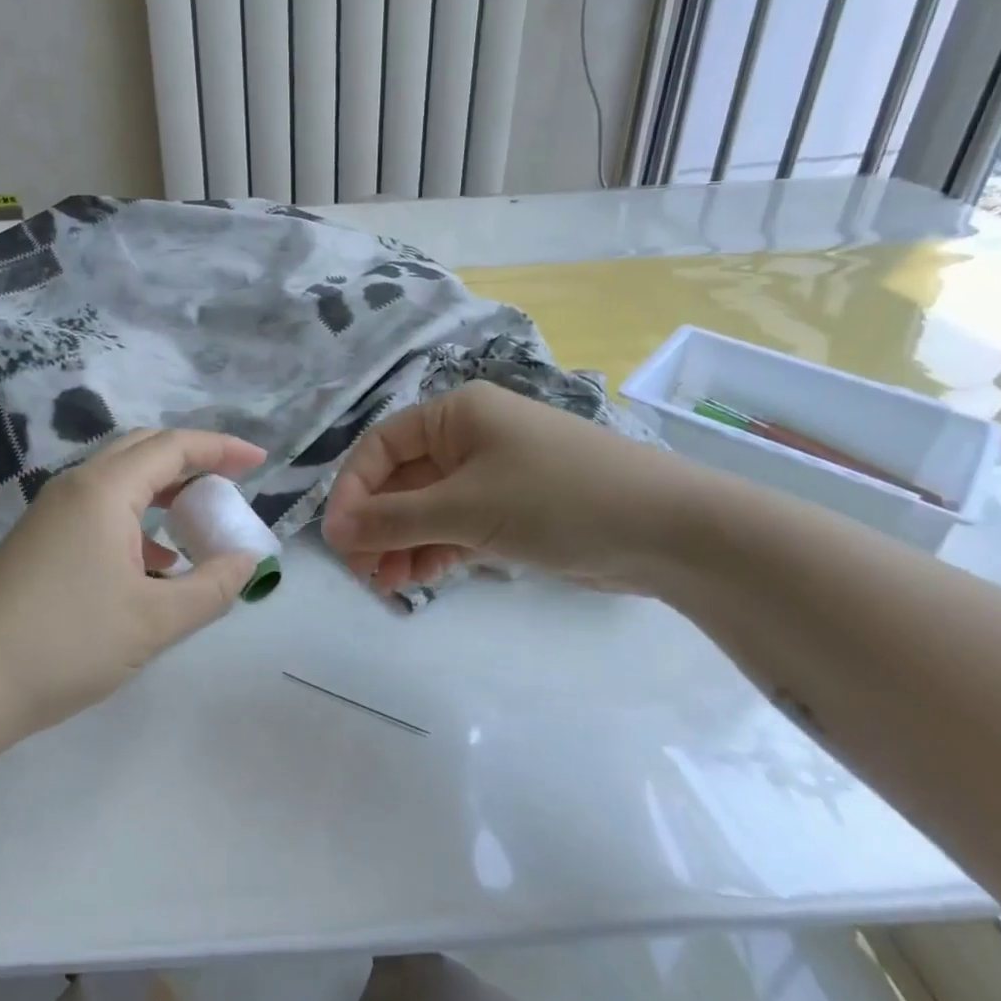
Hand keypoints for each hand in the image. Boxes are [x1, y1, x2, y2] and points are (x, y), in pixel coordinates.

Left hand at [0, 428, 266, 742]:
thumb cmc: (65, 644)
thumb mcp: (154, 621)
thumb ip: (211, 587)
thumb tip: (248, 561)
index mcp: (104, 490)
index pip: (173, 447)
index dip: (221, 448)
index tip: (260, 462)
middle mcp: (75, 487)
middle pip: (143, 451)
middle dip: (192, 461)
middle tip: (229, 484)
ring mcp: (50, 513)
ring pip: (119, 481)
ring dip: (162, 491)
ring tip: (196, 523)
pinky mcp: (37, 540)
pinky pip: (98, 509)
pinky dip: (135, 520)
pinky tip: (151, 563)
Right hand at [322, 381, 693, 595]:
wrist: (667, 530)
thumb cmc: (556, 497)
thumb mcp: (466, 507)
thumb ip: (394, 519)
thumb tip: (333, 531)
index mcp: (455, 415)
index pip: (381, 446)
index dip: (353, 490)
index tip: (338, 539)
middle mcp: (468, 438)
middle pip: (402, 480)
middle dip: (377, 525)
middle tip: (360, 572)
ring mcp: (491, 476)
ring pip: (426, 508)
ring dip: (401, 544)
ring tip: (384, 585)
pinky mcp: (511, 512)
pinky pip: (456, 527)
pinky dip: (434, 550)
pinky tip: (418, 579)